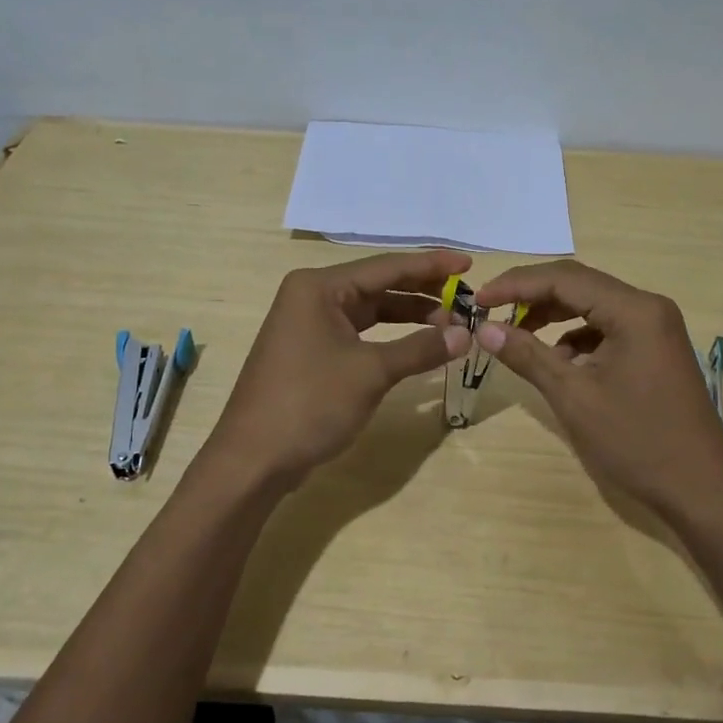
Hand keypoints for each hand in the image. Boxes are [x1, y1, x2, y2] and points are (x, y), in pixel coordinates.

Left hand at [208, 250, 472, 491]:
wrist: (254, 459)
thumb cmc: (310, 403)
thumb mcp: (371, 372)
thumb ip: (420, 348)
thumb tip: (466, 334)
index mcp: (319, 287)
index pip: (386, 267)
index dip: (430, 266)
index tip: (469, 263)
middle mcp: (312, 297)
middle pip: (378, 285)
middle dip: (422, 291)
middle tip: (466, 297)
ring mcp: (309, 325)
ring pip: (370, 311)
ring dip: (408, 315)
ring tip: (450, 322)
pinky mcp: (312, 352)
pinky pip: (360, 333)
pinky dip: (390, 337)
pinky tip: (418, 344)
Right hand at [474, 261, 722, 517]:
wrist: (701, 490)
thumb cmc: (637, 442)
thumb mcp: (574, 397)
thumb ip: (528, 355)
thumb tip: (484, 329)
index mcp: (634, 310)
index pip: (564, 278)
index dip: (516, 284)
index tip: (478, 299)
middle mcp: (648, 307)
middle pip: (579, 285)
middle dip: (531, 296)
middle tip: (490, 312)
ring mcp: (656, 328)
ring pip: (592, 305)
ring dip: (552, 315)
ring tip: (515, 334)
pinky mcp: (655, 349)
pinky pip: (607, 328)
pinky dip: (575, 336)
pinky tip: (556, 360)